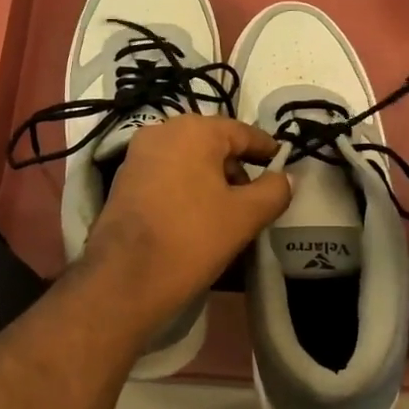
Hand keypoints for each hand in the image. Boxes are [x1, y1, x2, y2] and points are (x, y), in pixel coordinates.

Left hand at [81, 115, 291, 332]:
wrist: (125, 278)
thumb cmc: (192, 238)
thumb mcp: (245, 216)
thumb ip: (274, 191)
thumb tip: (285, 178)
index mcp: (194, 130)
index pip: (242, 132)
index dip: (266, 149)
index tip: (282, 164)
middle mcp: (162, 131)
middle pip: (213, 143)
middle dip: (236, 167)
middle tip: (255, 197)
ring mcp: (138, 155)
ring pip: (188, 159)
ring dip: (211, 179)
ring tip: (228, 212)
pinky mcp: (123, 180)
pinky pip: (167, 174)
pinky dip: (186, 187)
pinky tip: (197, 216)